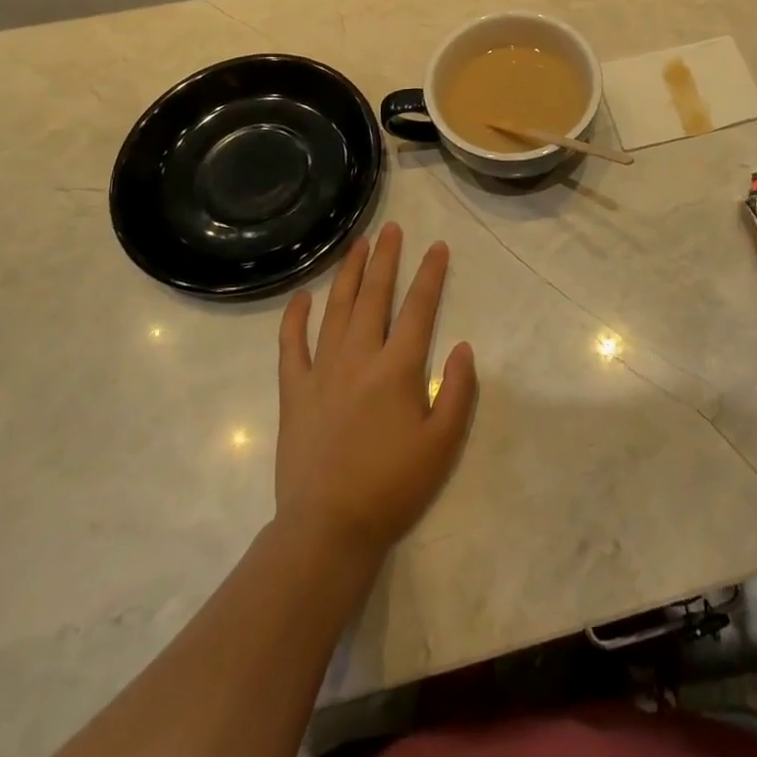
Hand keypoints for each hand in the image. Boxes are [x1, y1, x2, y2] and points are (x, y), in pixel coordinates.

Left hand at [275, 223, 477, 559]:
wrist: (328, 528)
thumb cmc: (393, 486)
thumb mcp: (443, 444)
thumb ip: (459, 391)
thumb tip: (464, 346)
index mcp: (398, 368)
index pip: (419, 308)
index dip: (430, 274)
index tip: (437, 246)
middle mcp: (360, 358)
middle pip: (374, 296)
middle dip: (385, 258)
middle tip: (391, 229)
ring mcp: (322, 372)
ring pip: (336, 309)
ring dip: (348, 273)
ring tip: (357, 245)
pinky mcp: (294, 391)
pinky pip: (291, 346)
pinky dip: (295, 318)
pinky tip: (301, 296)